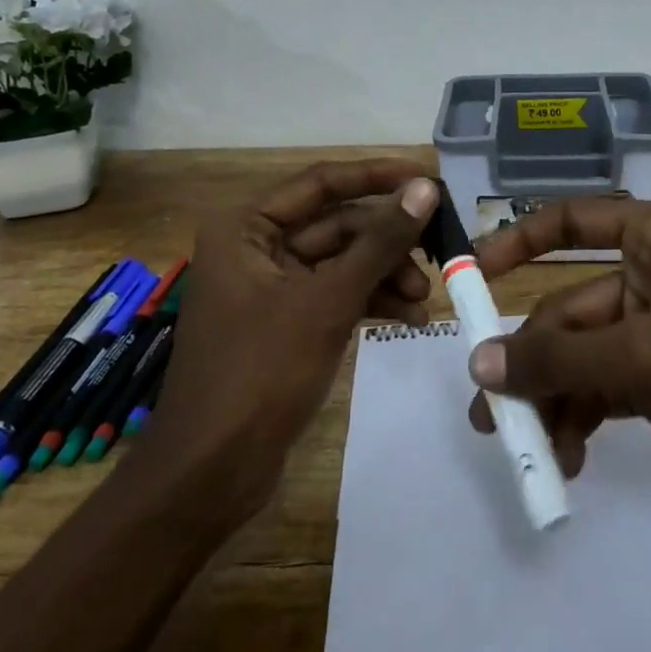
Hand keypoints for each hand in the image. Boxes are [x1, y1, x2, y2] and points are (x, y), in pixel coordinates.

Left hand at [142, 159, 437, 521]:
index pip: (322, 183)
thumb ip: (379, 242)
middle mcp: (256, 245)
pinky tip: (410, 318)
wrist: (210, 474)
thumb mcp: (327, 301)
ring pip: (341, 261)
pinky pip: (336, 293)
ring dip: (385, 273)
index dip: (378, 177)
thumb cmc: (260, 372)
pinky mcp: (286, 320)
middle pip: (337, 224)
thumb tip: (425, 188)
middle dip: (388, 240)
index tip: (429, 178)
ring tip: (426, 297)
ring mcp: (271, 285)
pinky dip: (370, 300)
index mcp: (246, 226)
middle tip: (440, 247)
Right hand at [466, 197, 650, 521]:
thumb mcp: (649, 356)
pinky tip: (570, 459)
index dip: (520, 240)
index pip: (573, 220)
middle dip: (531, 358)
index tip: (475, 275)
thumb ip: (562, 359)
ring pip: (584, 357)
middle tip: (489, 413)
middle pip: (570, 308)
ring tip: (527, 450)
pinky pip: (607, 391)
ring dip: (554, 399)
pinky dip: (585, 419)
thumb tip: (480, 365)